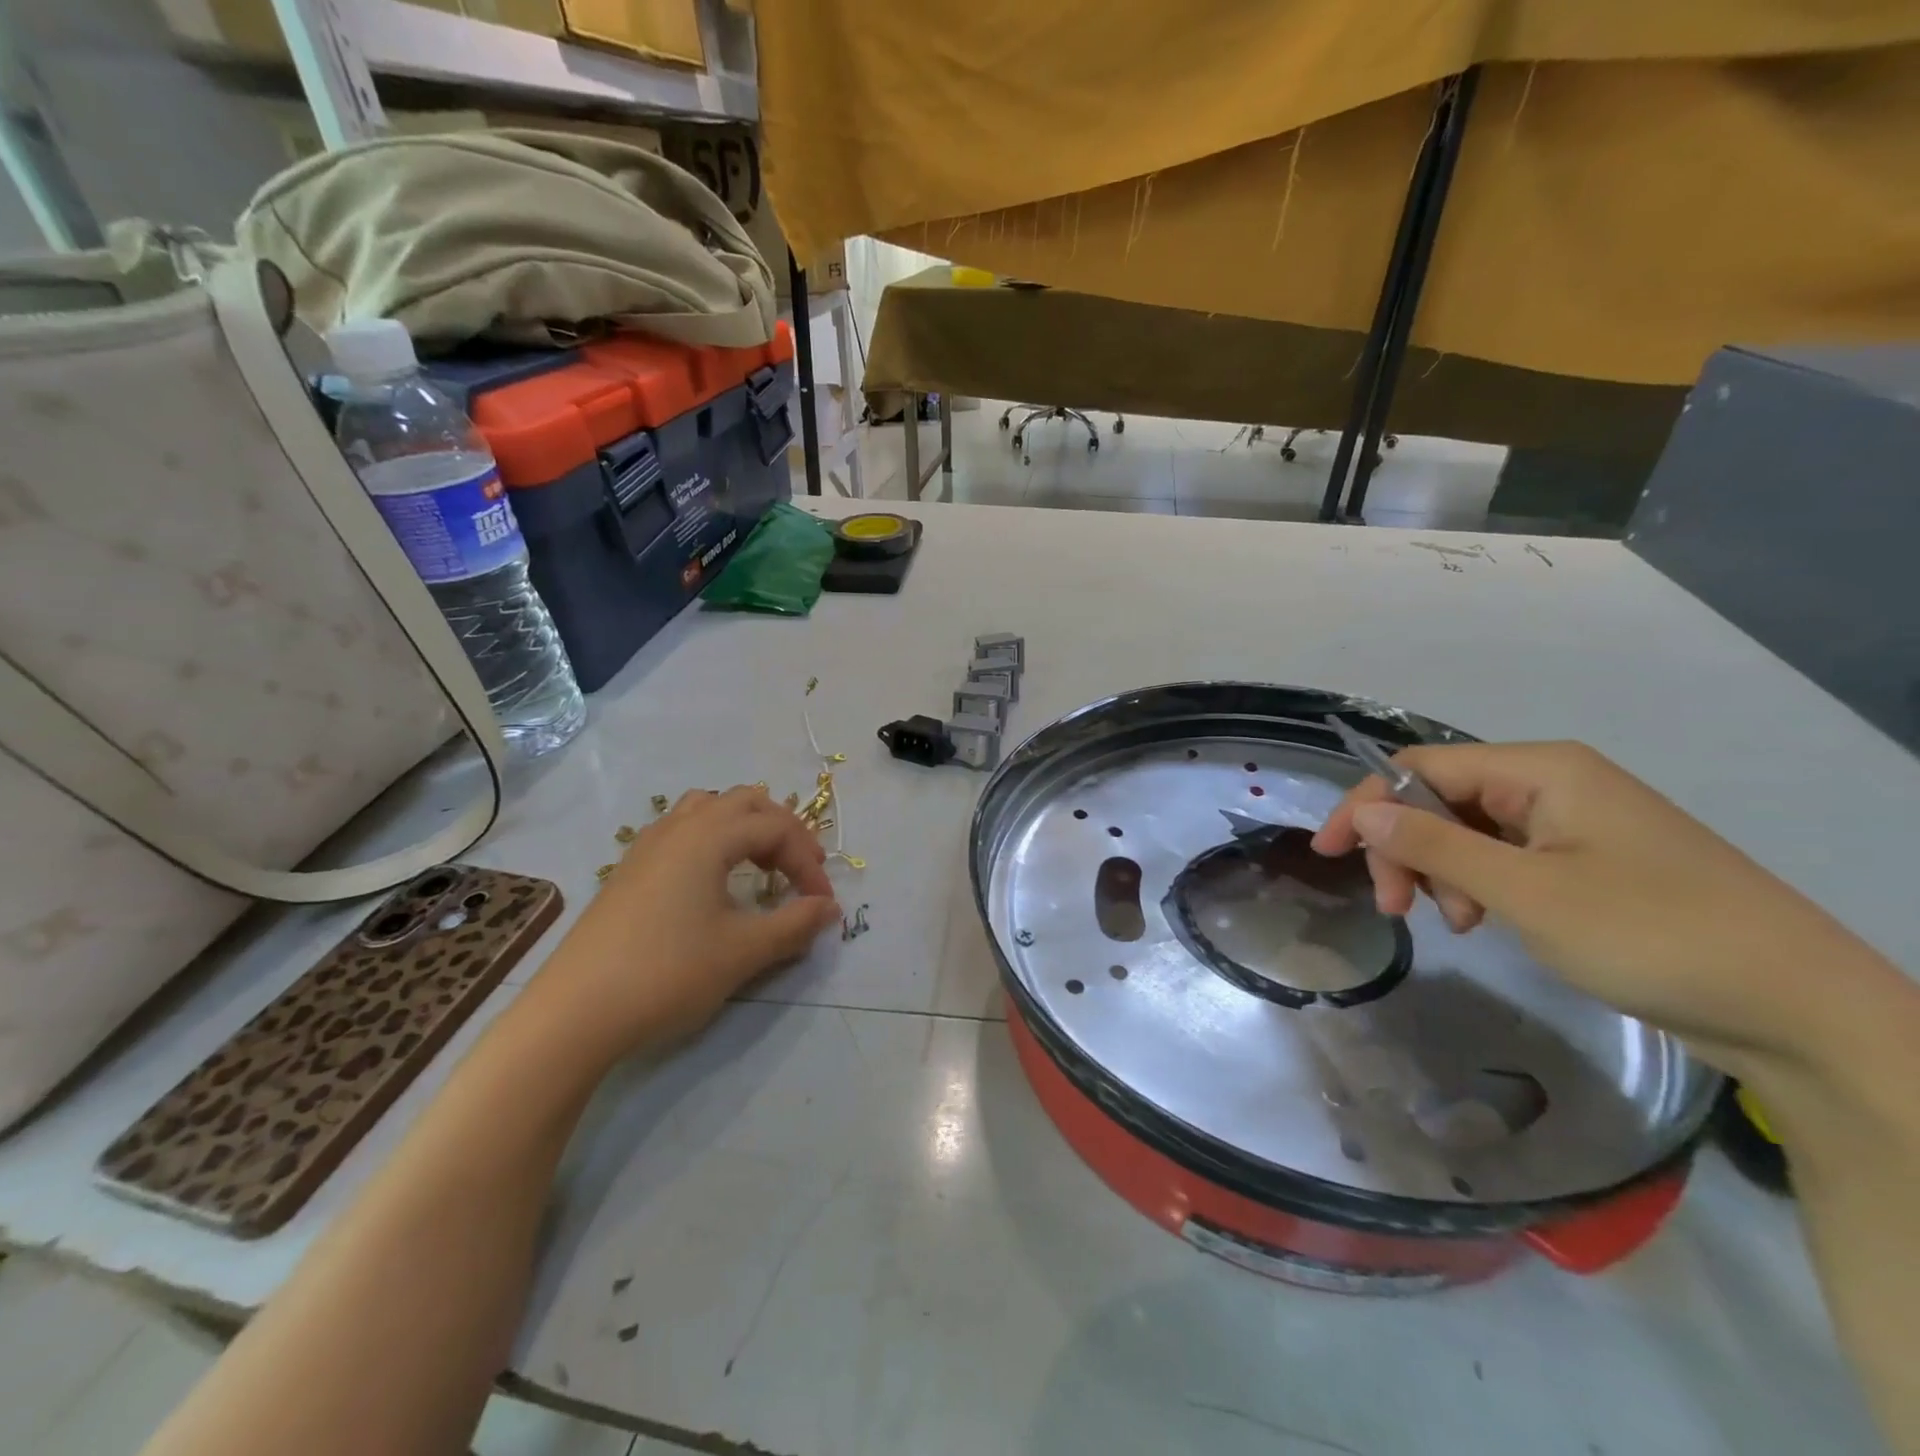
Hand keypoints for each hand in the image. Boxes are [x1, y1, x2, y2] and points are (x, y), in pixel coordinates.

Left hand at [532, 786, 839, 1055]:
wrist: (574, 1014)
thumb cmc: (667, 973)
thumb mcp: (743, 951)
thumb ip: (795, 924)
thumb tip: (830, 908)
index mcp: (708, 836)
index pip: (776, 828)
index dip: (808, 861)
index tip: (821, 903)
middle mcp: (678, 827)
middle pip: (745, 802)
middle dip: (781, 831)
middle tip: (800, 870)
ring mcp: (647, 846)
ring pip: (708, 809)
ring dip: (744, 828)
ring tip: (759, 864)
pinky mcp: (629, 870)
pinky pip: (682, 831)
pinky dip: (712, 840)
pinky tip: (713, 881)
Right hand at [1310, 741, 1894, 1077]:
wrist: (1802, 1012)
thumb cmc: (1653, 935)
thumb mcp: (1526, 892)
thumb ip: (1434, 845)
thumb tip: (1362, 813)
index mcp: (1541, 771)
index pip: (1420, 768)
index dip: (1367, 806)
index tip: (1330, 856)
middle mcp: (1554, 784)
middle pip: (1441, 799)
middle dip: (1407, 849)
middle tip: (1399, 908)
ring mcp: (1574, 823)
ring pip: (1468, 832)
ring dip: (1443, 873)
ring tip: (1461, 924)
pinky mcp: (1589, 862)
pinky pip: (1505, 858)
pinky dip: (1480, 887)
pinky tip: (1488, 922)